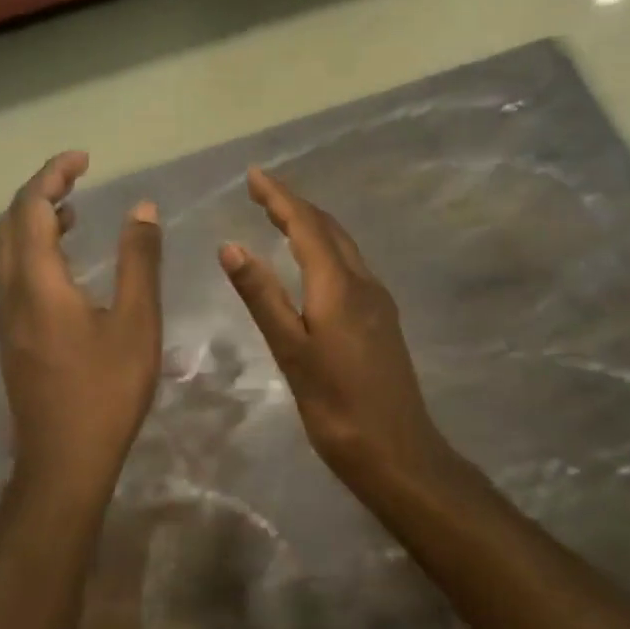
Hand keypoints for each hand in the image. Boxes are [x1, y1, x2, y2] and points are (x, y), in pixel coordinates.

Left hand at [0, 152, 163, 500]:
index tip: (84, 158)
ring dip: (32, 219)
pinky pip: (11, 272)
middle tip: (77, 177)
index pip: (31, 207)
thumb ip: (138, 261)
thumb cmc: (105, 391)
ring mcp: (5, 315)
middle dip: (39, 190)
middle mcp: (10, 291)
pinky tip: (63, 261)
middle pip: (10, 222)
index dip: (53, 174)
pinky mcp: (11, 335)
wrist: (63, 461)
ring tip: (72, 209)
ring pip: (6, 248)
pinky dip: (32, 247)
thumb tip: (140, 209)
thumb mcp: (136, 322)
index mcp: (37, 281)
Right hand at [220, 167, 447, 474]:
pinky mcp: (383, 320)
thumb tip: (230, 245)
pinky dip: (326, 249)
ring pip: (343, 246)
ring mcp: (378, 302)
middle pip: (329, 229)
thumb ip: (261, 296)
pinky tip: (313, 264)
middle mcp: (364, 284)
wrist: (399, 453)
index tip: (254, 175)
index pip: (306, 225)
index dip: (279, 196)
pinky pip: (351, 266)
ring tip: (281, 217)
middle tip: (261, 192)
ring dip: (313, 225)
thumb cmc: (337, 407)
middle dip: (295, 204)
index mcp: (339, 286)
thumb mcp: (291, 352)